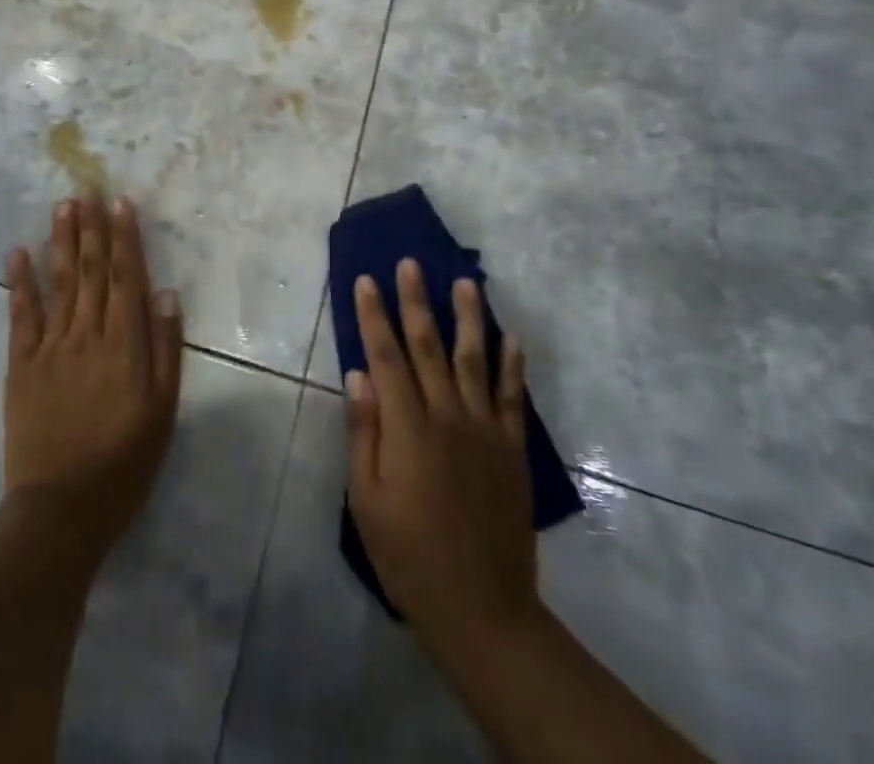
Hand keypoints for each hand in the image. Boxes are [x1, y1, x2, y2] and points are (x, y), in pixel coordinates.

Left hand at [2, 196, 183, 567]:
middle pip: (91, 270)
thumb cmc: (124, 463)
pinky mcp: (21, 365)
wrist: (61, 510)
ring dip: (61, 241)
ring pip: (58, 282)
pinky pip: (20, 315)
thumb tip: (164, 293)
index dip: (124, 237)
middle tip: (87, 188)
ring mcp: (50, 347)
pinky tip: (18, 253)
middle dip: (91, 228)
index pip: (126, 277)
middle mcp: (87, 333)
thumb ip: (165, 349)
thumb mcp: (163, 411)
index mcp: (124, 343)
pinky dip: (19, 282)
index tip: (120, 203)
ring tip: (62, 206)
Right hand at [345, 260, 536, 657]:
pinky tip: (512, 337)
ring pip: (475, 360)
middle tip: (411, 263)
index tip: (367, 280)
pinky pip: (514, 397)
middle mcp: (448, 416)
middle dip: (416, 301)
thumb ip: (364, 433)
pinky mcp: (512, 449)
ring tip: (466, 282)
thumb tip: (358, 375)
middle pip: (428, 346)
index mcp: (408, 428)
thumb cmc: (410, 557)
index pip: (386, 356)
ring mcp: (485, 430)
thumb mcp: (367, 501)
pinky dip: (514, 364)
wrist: (483, 609)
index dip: (374, 316)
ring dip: (469, 318)